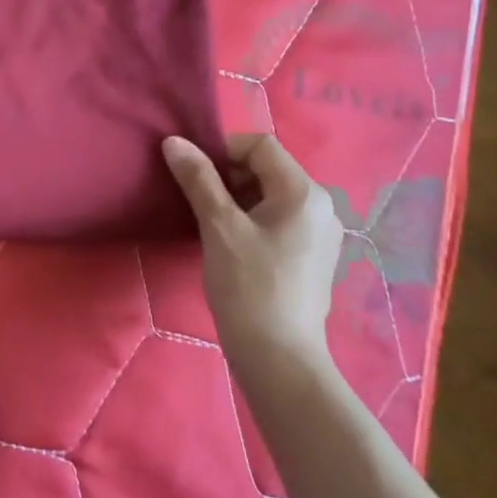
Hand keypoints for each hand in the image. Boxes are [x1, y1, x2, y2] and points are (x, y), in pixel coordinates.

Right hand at [162, 134, 343, 376]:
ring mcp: (322, 233)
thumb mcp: (218, 227)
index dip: (223, 150)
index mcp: (304, 192)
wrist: (278, 355)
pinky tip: (233, 247)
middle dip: (229, 176)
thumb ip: (198, 179)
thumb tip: (174, 141)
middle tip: (199, 203)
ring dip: (238, 199)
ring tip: (212, 227)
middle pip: (269, 168)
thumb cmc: (248, 286)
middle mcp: (322, 205)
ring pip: (273, 196)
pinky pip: (280, 220)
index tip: (194, 176)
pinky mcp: (315, 256)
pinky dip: (253, 220)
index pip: (261, 145)